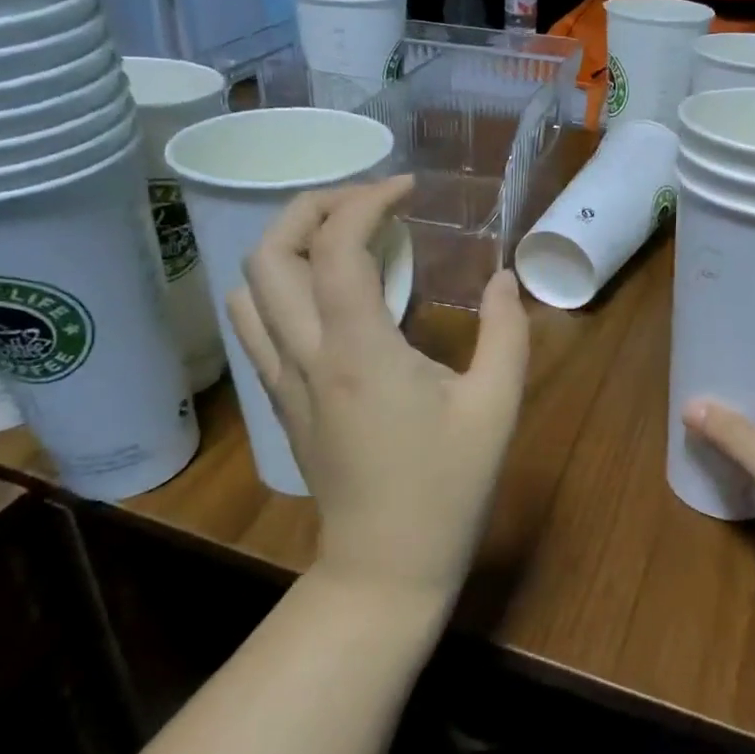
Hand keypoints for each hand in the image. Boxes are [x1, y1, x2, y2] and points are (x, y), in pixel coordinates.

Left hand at [227, 177, 529, 607]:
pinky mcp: (281, 400)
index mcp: (360, 350)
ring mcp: (284, 379)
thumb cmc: (447, 488)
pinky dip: (278, 286)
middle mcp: (307, 354)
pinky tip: (324, 293)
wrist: (385, 567)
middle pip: (269, 253)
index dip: (367, 200)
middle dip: (312, 205)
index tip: (406, 186)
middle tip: (366, 200)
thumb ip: (507, 332)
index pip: (336, 246)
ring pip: (248, 287)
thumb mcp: (496, 407)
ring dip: (288, 244)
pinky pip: (255, 325)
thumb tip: (503, 277)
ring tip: (341, 237)